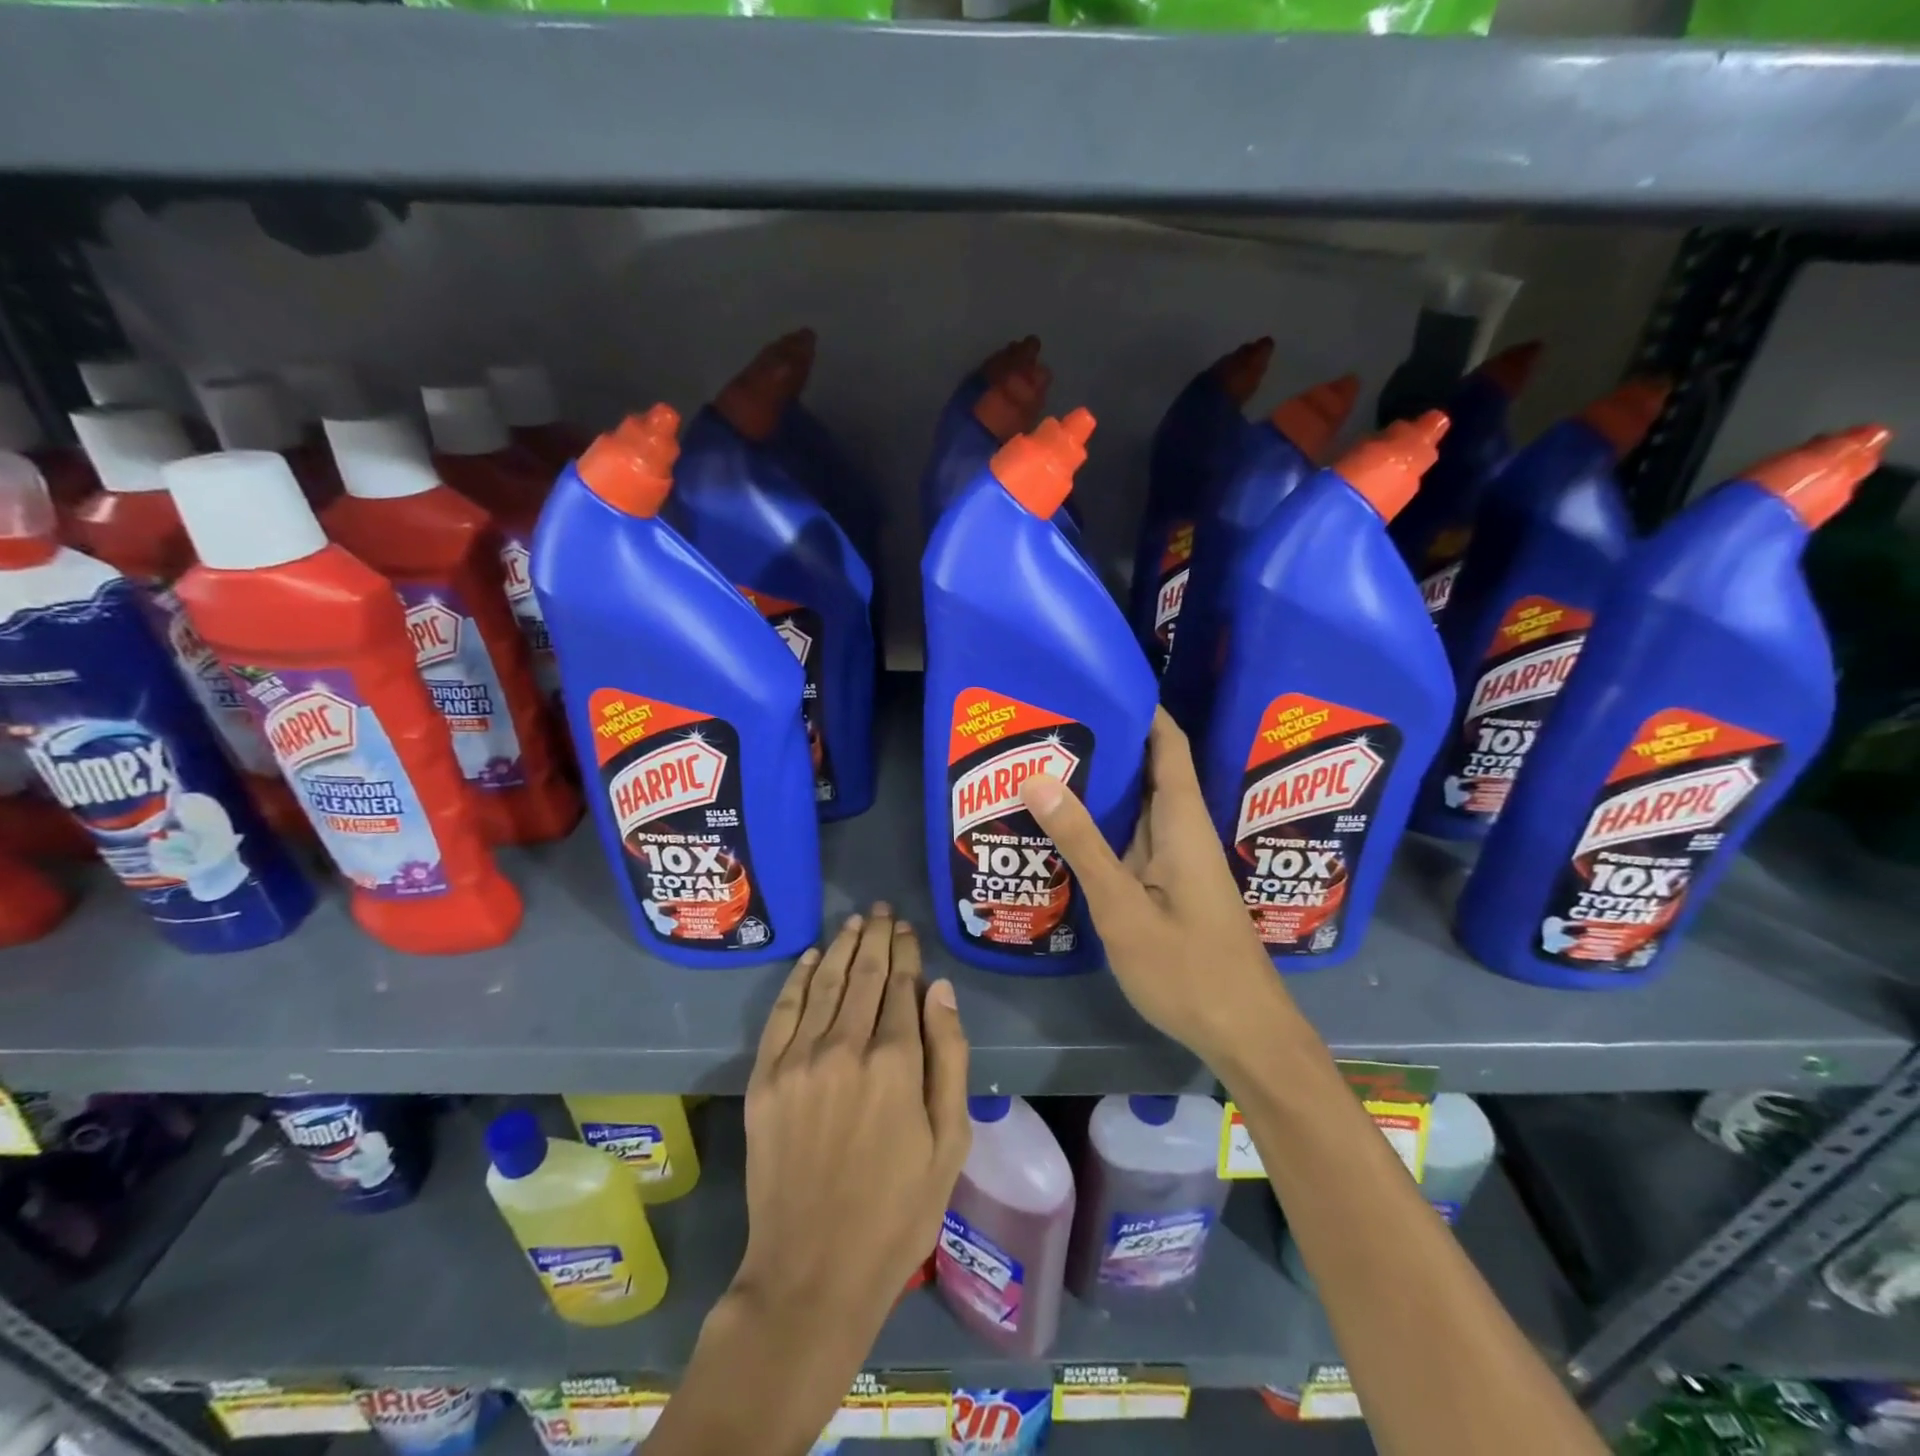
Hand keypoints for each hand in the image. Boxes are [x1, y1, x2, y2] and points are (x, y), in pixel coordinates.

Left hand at [735, 903, 971, 1336]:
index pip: (903, 986)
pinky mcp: (765, 1078)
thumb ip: (949, 1057)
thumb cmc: (897, 1211)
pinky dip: (799, 979)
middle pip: (864, 974)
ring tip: (856, 924)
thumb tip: (940, 989)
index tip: (908, 929)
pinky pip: (783, 1012)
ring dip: (843, 948)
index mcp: (896, 1062)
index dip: (907, 952)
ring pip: (825, 983)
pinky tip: (812, 958)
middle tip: (882, 912)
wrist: (812, 1271)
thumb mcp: (950, 1141)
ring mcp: (799, 1060)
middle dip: (877, 938)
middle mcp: (845, 1046)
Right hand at [1020, 707, 1296, 1066]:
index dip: (1139, 708)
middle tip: (1047, 728)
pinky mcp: (1169, 887)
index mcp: (1183, 822)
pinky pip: (1133, 841)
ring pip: (1137, 808)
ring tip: (1043, 768)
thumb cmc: (1188, 969)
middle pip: (1148, 770)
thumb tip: (1038, 777)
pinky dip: (1101, 828)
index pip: (1167, 744)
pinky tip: (1063, 832)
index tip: (1094, 684)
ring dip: (1100, 788)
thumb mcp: (1123, 907)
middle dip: (1104, 744)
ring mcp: (1177, 861)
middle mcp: (1183, 831)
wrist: (1244, 1034)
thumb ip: (1082, 843)